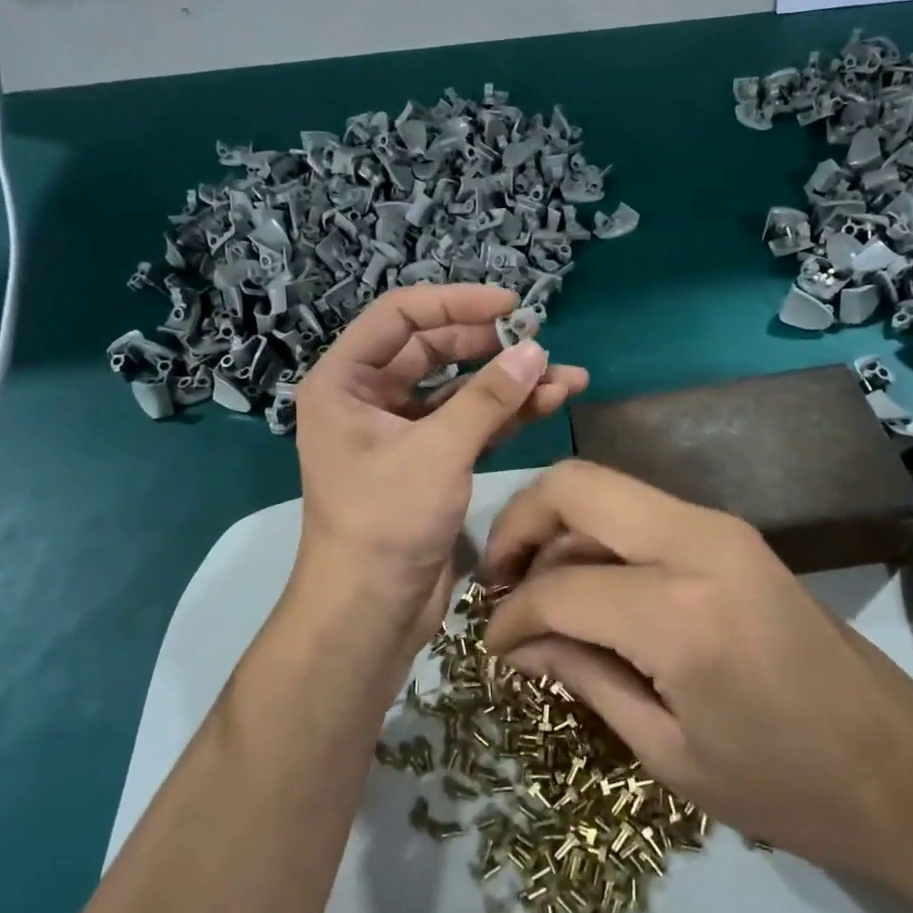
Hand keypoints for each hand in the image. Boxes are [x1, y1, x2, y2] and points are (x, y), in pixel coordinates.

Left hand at [291, 285, 587, 657]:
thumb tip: (536, 351)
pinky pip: (470, 425)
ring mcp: (402, 432)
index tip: (510, 305)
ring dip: (509, 384)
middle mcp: (369, 399)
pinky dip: (506, 416)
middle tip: (540, 344)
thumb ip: (488, 398)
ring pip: (460, 391)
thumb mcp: (438, 451)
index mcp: (345, 382)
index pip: (400, 316)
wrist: (371, 610)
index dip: (455, 303)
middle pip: (434, 351)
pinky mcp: (430, 462)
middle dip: (490, 347)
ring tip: (567, 377)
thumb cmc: (386, 522)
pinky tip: (550, 404)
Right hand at [482, 460, 912, 887]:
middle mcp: (699, 542)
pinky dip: (600, 537)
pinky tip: (590, 589)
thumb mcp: (666, 751)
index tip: (491, 647)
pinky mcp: (733, 534)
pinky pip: (642, 513)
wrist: (901, 768)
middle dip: (519, 524)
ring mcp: (721, 527)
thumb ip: (584, 676)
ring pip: (608, 489)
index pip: (558, 586)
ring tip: (538, 592)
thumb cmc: (784, 787)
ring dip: (559, 528)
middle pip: (576, 485)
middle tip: (498, 583)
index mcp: (680, 612)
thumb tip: (519, 641)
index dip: (510, 616)